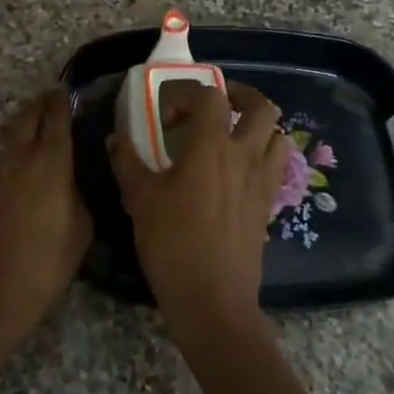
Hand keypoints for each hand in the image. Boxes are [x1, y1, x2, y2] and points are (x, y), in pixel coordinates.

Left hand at [0, 89, 91, 347]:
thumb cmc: (45, 265)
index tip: (67, 91)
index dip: (62, 101)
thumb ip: (80, 195)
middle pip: (27, 116)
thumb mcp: (81, 230)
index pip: (56, 118)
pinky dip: (15, 155)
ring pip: (12, 137)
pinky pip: (3, 162)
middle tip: (52, 101)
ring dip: (25, 128)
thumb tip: (73, 181)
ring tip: (40, 133)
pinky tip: (25, 173)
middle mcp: (20, 158)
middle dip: (40, 104)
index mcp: (50, 163)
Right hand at [109, 82, 289, 330]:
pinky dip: (263, 156)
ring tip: (234, 135)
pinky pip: (276, 166)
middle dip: (240, 96)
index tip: (166, 115)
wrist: (213, 299)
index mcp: (212, 146)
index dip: (188, 94)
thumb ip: (127, 161)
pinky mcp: (269, 204)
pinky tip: (238, 172)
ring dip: (259, 127)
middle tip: (216, 105)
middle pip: (261, 106)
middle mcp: (244, 155)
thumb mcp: (140, 199)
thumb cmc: (172, 243)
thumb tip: (115, 138)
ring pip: (278, 135)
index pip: (211, 96)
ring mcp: (262, 180)